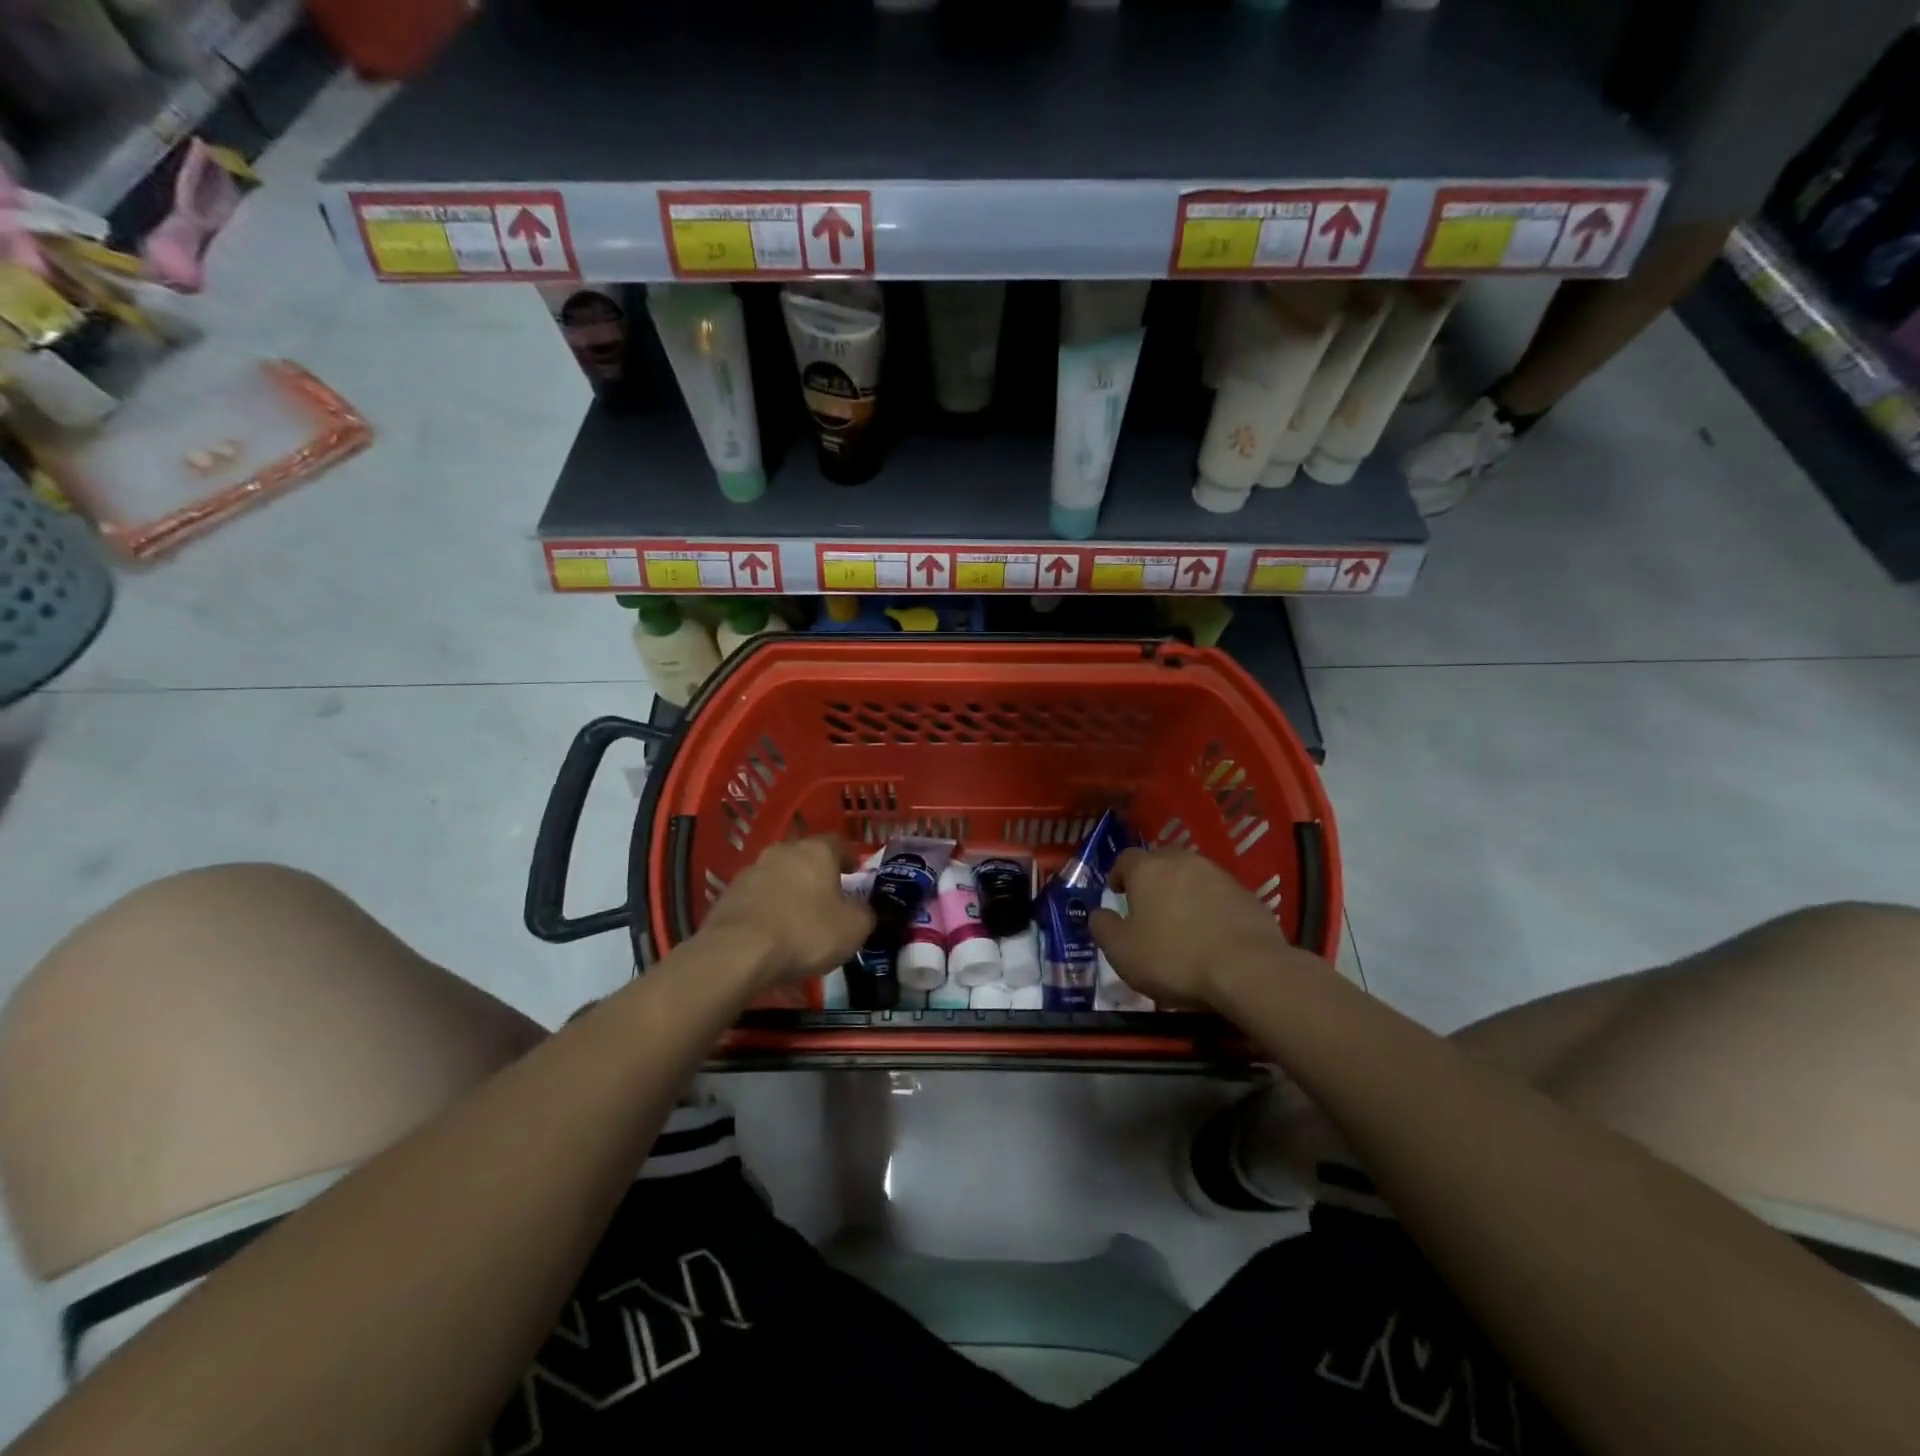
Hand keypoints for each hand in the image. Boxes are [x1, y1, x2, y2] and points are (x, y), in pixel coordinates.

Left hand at [699, 837, 873, 993]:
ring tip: (798, 917)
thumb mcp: (854, 929)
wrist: (737, 953)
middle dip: (818, 874)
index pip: (840, 844)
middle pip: (807, 857)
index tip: (857, 875)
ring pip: (780, 875)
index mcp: (817, 851)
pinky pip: (758, 895)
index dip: (851, 859)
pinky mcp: (729, 893)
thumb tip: (864, 909)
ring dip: (790, 890)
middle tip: (829, 898)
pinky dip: (768, 907)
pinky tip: (772, 930)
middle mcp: (784, 850)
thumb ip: (865, 913)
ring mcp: (752, 869)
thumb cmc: (805, 933)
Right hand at [1091, 848, 1323, 1010]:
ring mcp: (1219, 875)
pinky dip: (1210, 905)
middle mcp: (1183, 861)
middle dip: (1152, 877)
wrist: (1248, 969)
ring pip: (1192, 874)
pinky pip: (1219, 893)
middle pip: (1161, 860)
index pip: (1125, 858)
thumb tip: (1099, 914)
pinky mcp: (1247, 894)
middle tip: (1148, 904)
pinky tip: (1211, 932)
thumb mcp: (1122, 952)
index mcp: (1148, 869)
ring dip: (1183, 890)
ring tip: (1181, 919)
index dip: (1118, 874)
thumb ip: (1103, 928)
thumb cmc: (1174, 958)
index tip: (1117, 894)